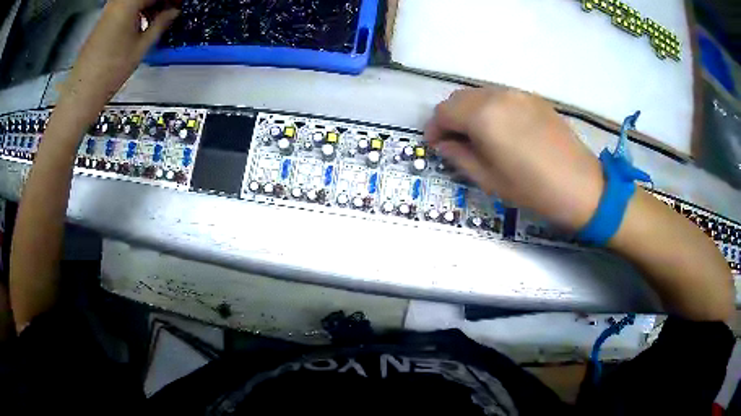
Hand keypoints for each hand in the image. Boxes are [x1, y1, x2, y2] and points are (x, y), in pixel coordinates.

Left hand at [57, 0, 179, 118]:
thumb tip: (174, 11)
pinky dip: (138, 9)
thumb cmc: (111, 70)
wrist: (82, 91)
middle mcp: (118, 1)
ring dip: (149, 5)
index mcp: (129, 2)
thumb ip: (160, 23)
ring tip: (159, 17)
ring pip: (135, 0)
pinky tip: (143, 22)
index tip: (179, 5)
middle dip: (160, 1)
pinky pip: (126, 6)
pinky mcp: (104, 19)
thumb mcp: (141, 46)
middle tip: (171, 10)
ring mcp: (109, 9)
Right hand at [425, 87, 603, 230]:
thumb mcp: (489, 179)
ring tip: (477, 135)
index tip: (435, 145)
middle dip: (450, 117)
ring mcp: (518, 93)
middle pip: (459, 98)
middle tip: (454, 141)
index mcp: (483, 116)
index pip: (444, 112)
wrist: (580, 185)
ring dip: (469, 111)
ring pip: (480, 94)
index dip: (434, 128)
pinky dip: (490, 108)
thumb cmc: (532, 189)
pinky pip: (501, 96)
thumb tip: (442, 144)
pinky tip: (501, 129)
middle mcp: (497, 96)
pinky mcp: (533, 98)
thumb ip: (459, 156)